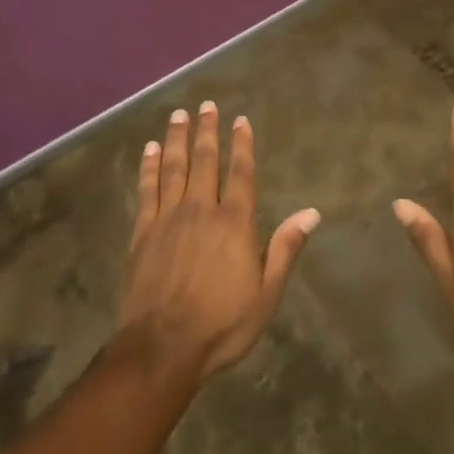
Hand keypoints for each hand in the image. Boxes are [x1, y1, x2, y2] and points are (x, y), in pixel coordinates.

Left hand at [117, 101, 320, 380]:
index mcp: (234, 222)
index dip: (242, 144)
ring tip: (179, 114)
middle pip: (205, 161)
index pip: (240, 173)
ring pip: (173, 167)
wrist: (162, 348)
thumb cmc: (222, 324)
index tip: (240, 120)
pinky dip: (148, 167)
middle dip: (207, 131)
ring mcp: (168, 218)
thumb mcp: (266, 294)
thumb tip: (312, 213)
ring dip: (177, 139)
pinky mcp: (142, 232)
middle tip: (206, 105)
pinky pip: (146, 190)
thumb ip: (285, 248)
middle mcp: (201, 209)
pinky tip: (150, 150)